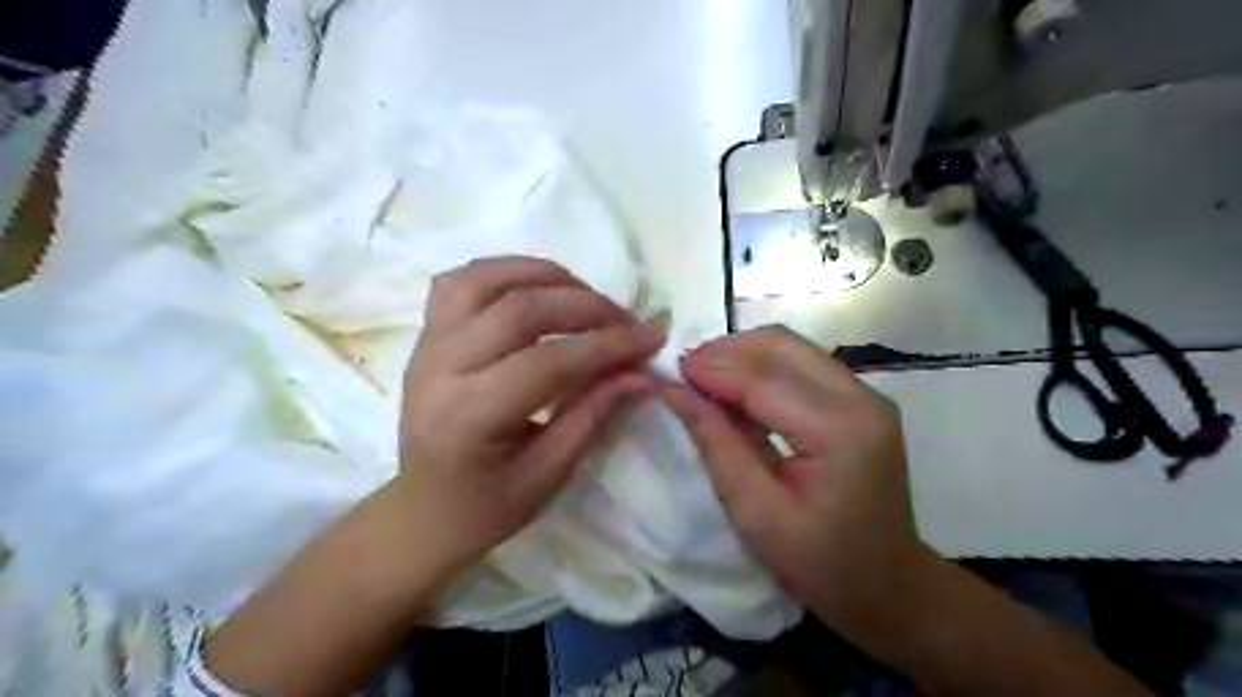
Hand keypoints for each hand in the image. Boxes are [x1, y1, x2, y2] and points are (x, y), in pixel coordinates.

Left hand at [393, 257, 664, 576]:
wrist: (423, 510)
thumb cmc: (487, 506)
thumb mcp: (549, 473)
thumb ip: (594, 414)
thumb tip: (644, 373)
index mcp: (469, 416)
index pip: (549, 361)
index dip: (607, 346)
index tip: (651, 339)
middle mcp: (440, 367)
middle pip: (521, 309)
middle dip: (587, 307)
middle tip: (628, 322)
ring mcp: (427, 343)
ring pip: (488, 278)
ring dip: (548, 277)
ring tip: (588, 298)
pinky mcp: (426, 333)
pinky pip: (463, 280)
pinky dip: (507, 272)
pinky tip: (538, 288)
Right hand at [664, 329, 914, 627]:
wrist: (888, 587)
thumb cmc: (820, 564)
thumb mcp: (756, 513)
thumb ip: (716, 444)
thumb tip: (675, 391)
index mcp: (840, 430)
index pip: (764, 379)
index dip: (713, 369)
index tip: (671, 369)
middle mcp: (861, 398)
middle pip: (784, 345)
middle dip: (728, 350)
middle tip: (686, 371)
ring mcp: (865, 396)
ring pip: (793, 348)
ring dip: (744, 355)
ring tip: (704, 378)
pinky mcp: (860, 402)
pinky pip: (802, 366)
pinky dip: (763, 369)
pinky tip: (736, 389)